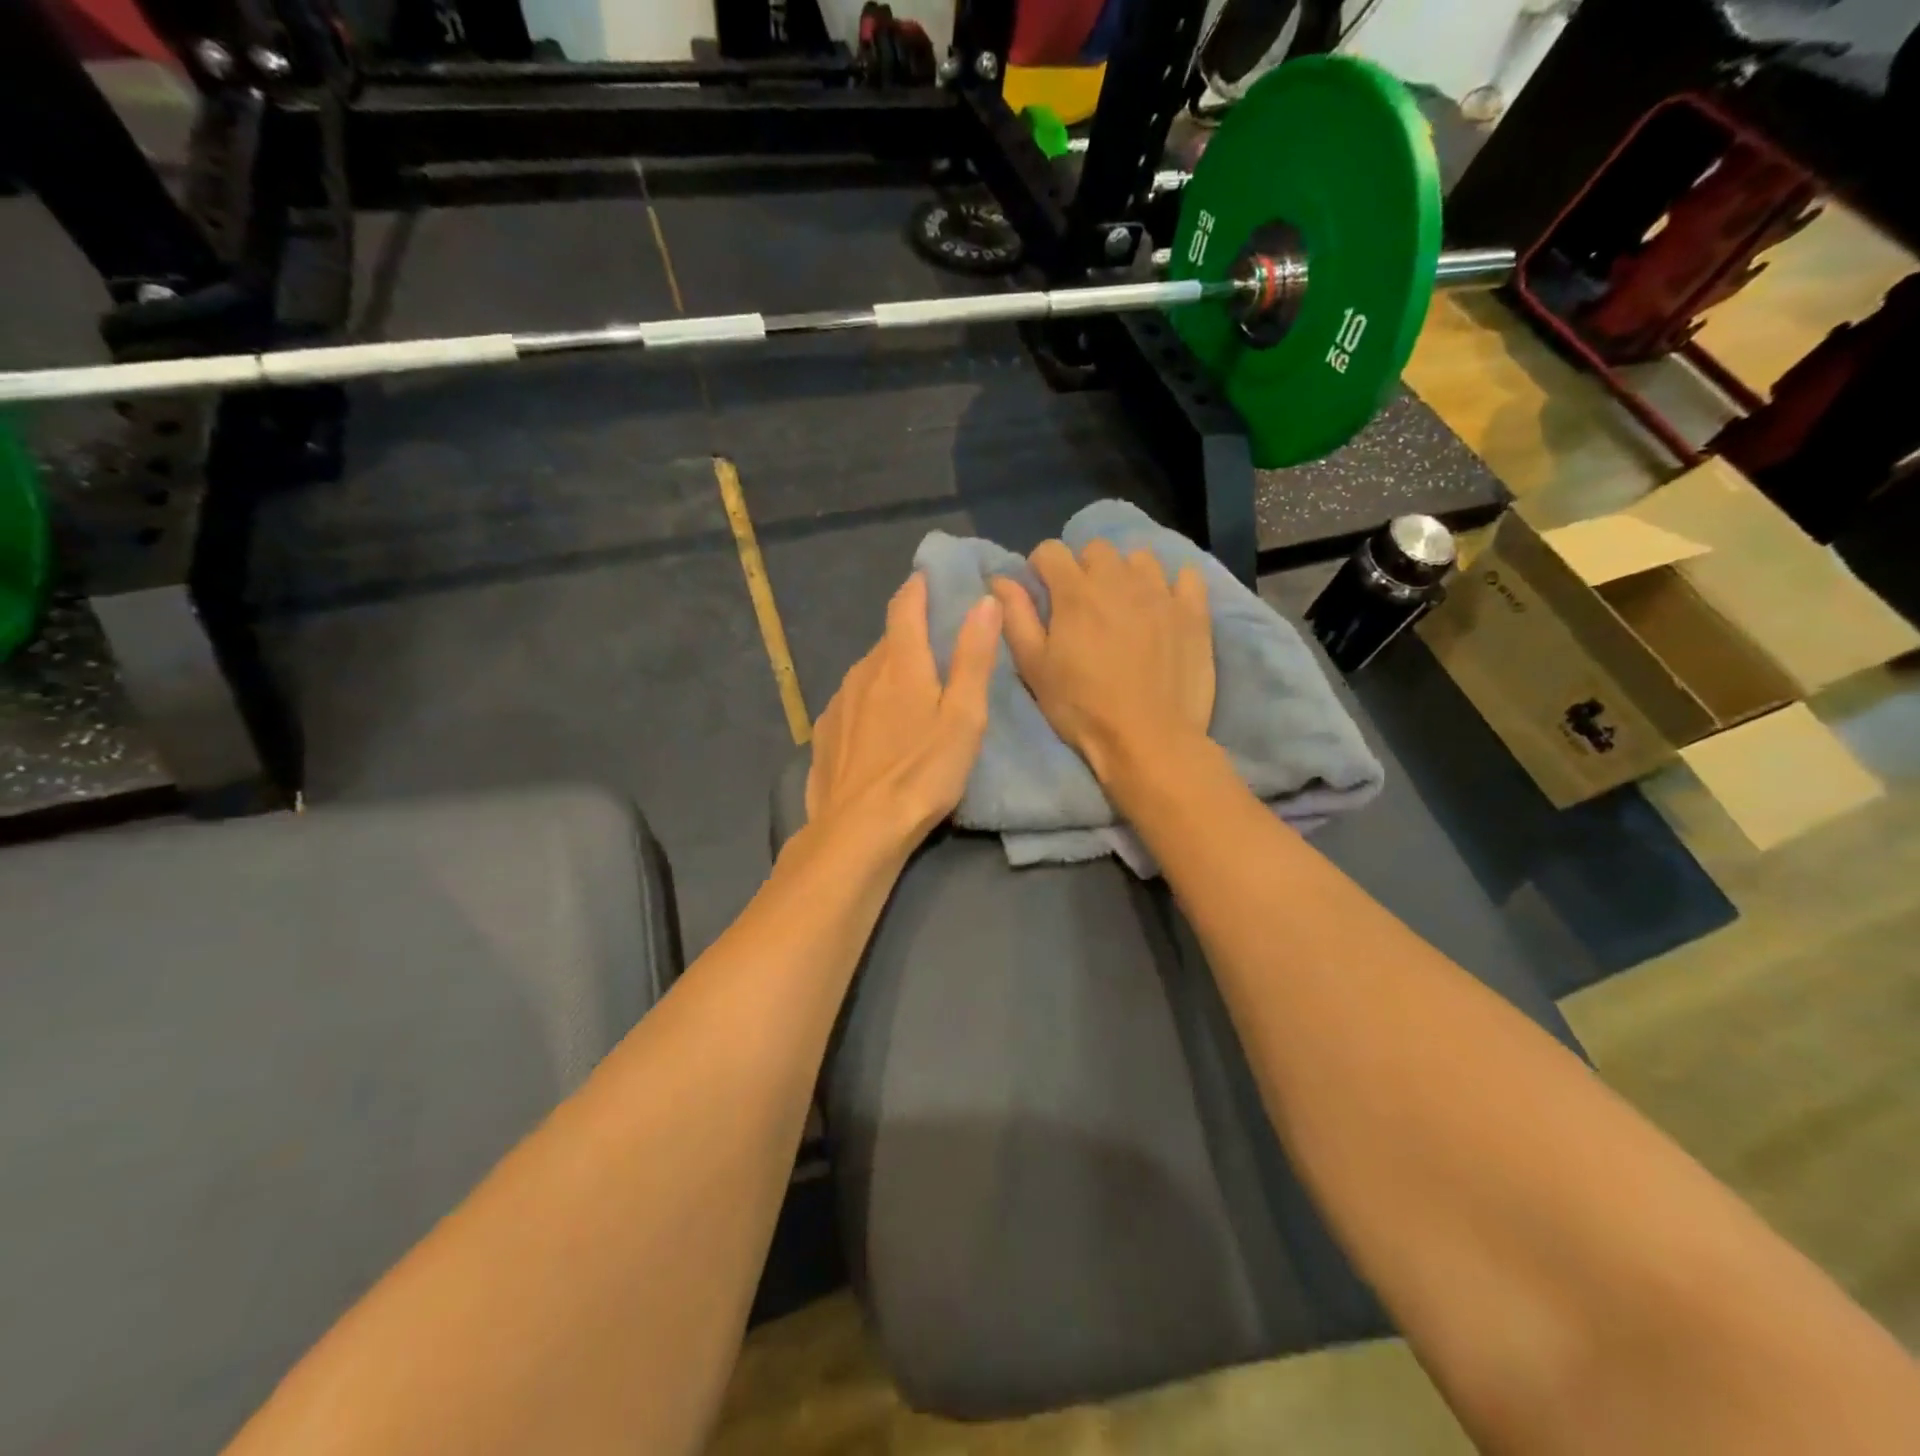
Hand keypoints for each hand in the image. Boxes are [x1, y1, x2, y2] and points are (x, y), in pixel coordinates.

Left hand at [806, 574, 1003, 847]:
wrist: (858, 830)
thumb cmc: (923, 773)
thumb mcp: (964, 717)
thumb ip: (973, 657)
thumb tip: (984, 601)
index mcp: (899, 662)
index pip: (905, 605)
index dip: (920, 586)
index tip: (932, 578)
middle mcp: (863, 671)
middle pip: (889, 640)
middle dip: (912, 634)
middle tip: (940, 647)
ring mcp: (839, 702)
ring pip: (870, 672)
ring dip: (892, 671)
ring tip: (915, 693)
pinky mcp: (826, 733)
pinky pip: (853, 702)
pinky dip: (871, 702)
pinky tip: (882, 730)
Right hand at [990, 539, 1212, 783]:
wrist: (1149, 740)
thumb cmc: (1082, 709)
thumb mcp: (1035, 668)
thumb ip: (1016, 618)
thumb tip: (1000, 580)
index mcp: (1075, 592)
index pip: (1051, 551)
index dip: (1041, 568)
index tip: (1042, 592)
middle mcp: (1118, 580)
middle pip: (1096, 548)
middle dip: (1084, 568)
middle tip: (1083, 604)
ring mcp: (1161, 593)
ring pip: (1140, 558)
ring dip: (1127, 574)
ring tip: (1125, 605)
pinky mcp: (1194, 612)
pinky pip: (1187, 576)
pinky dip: (1173, 585)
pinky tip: (1165, 608)